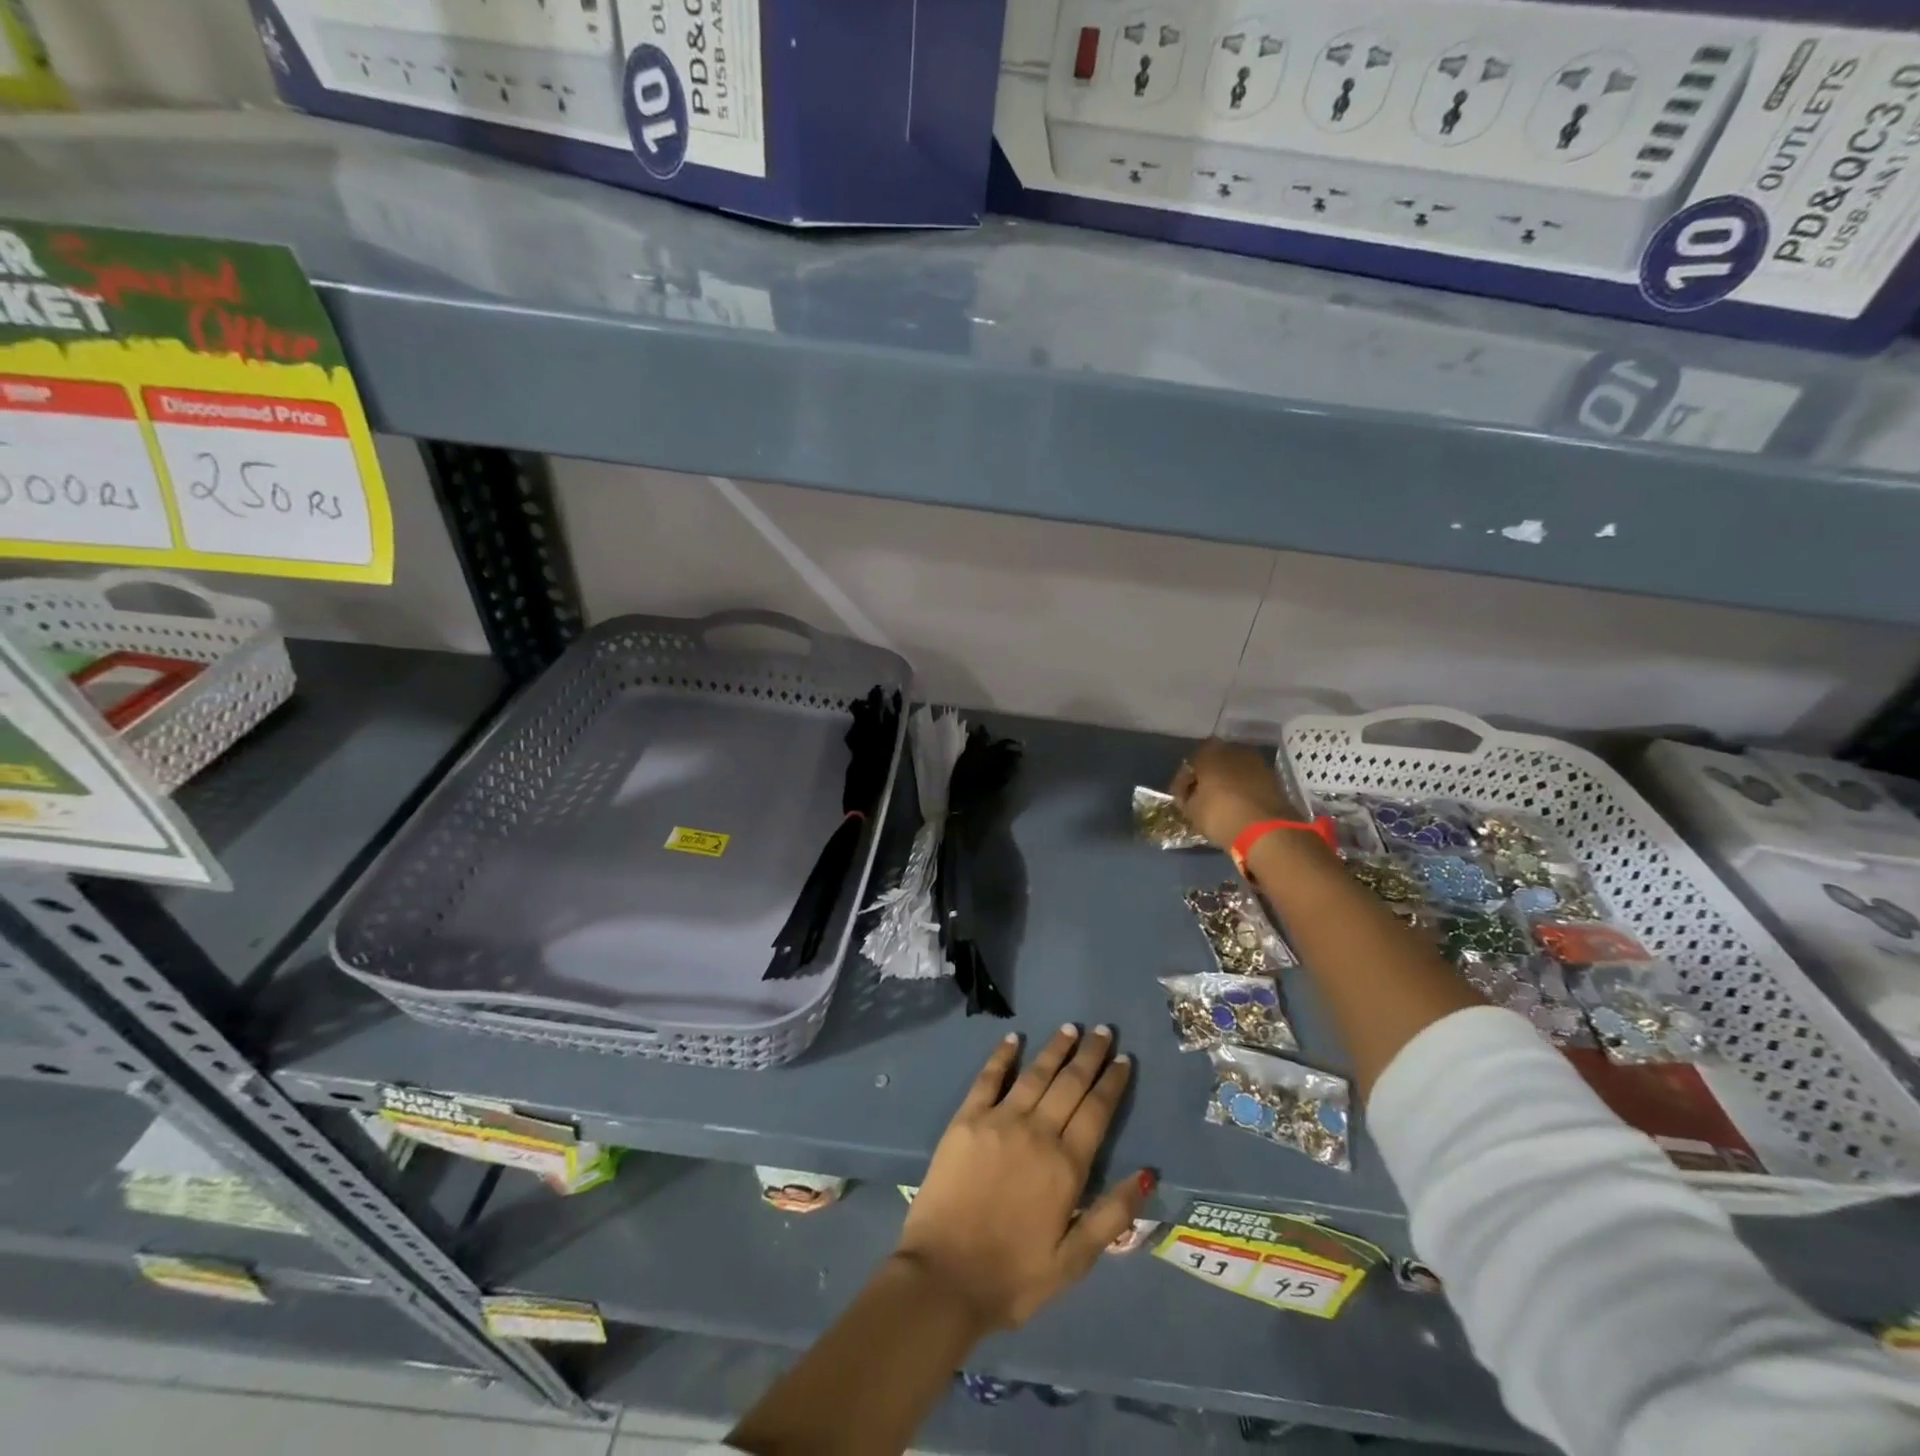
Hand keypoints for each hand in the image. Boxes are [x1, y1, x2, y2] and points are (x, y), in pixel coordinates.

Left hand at [894, 1026, 1150, 1332]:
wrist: (944, 1277)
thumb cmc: (1013, 1276)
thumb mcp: (1074, 1261)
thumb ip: (1112, 1215)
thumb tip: (1147, 1173)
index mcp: (1066, 1166)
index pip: (1097, 1111)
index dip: (1112, 1083)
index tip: (1123, 1059)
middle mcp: (1037, 1132)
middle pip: (1070, 1084)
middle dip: (1089, 1056)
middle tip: (1103, 1031)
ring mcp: (999, 1121)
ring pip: (1035, 1074)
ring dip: (1055, 1049)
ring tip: (1071, 1028)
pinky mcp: (966, 1120)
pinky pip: (988, 1078)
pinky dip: (1002, 1055)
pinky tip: (1013, 1038)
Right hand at [1171, 738, 1299, 849]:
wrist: (1267, 830)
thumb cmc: (1220, 814)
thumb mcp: (1191, 810)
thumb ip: (1186, 798)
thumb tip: (1189, 796)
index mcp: (1210, 752)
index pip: (1190, 764)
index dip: (1184, 781)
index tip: (1181, 797)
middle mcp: (1235, 750)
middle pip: (1215, 763)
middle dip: (1208, 778)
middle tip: (1201, 798)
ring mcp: (1258, 763)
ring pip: (1235, 772)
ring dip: (1228, 784)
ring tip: (1221, 804)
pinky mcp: (1275, 780)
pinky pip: (1251, 783)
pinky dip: (1243, 792)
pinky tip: (1238, 807)